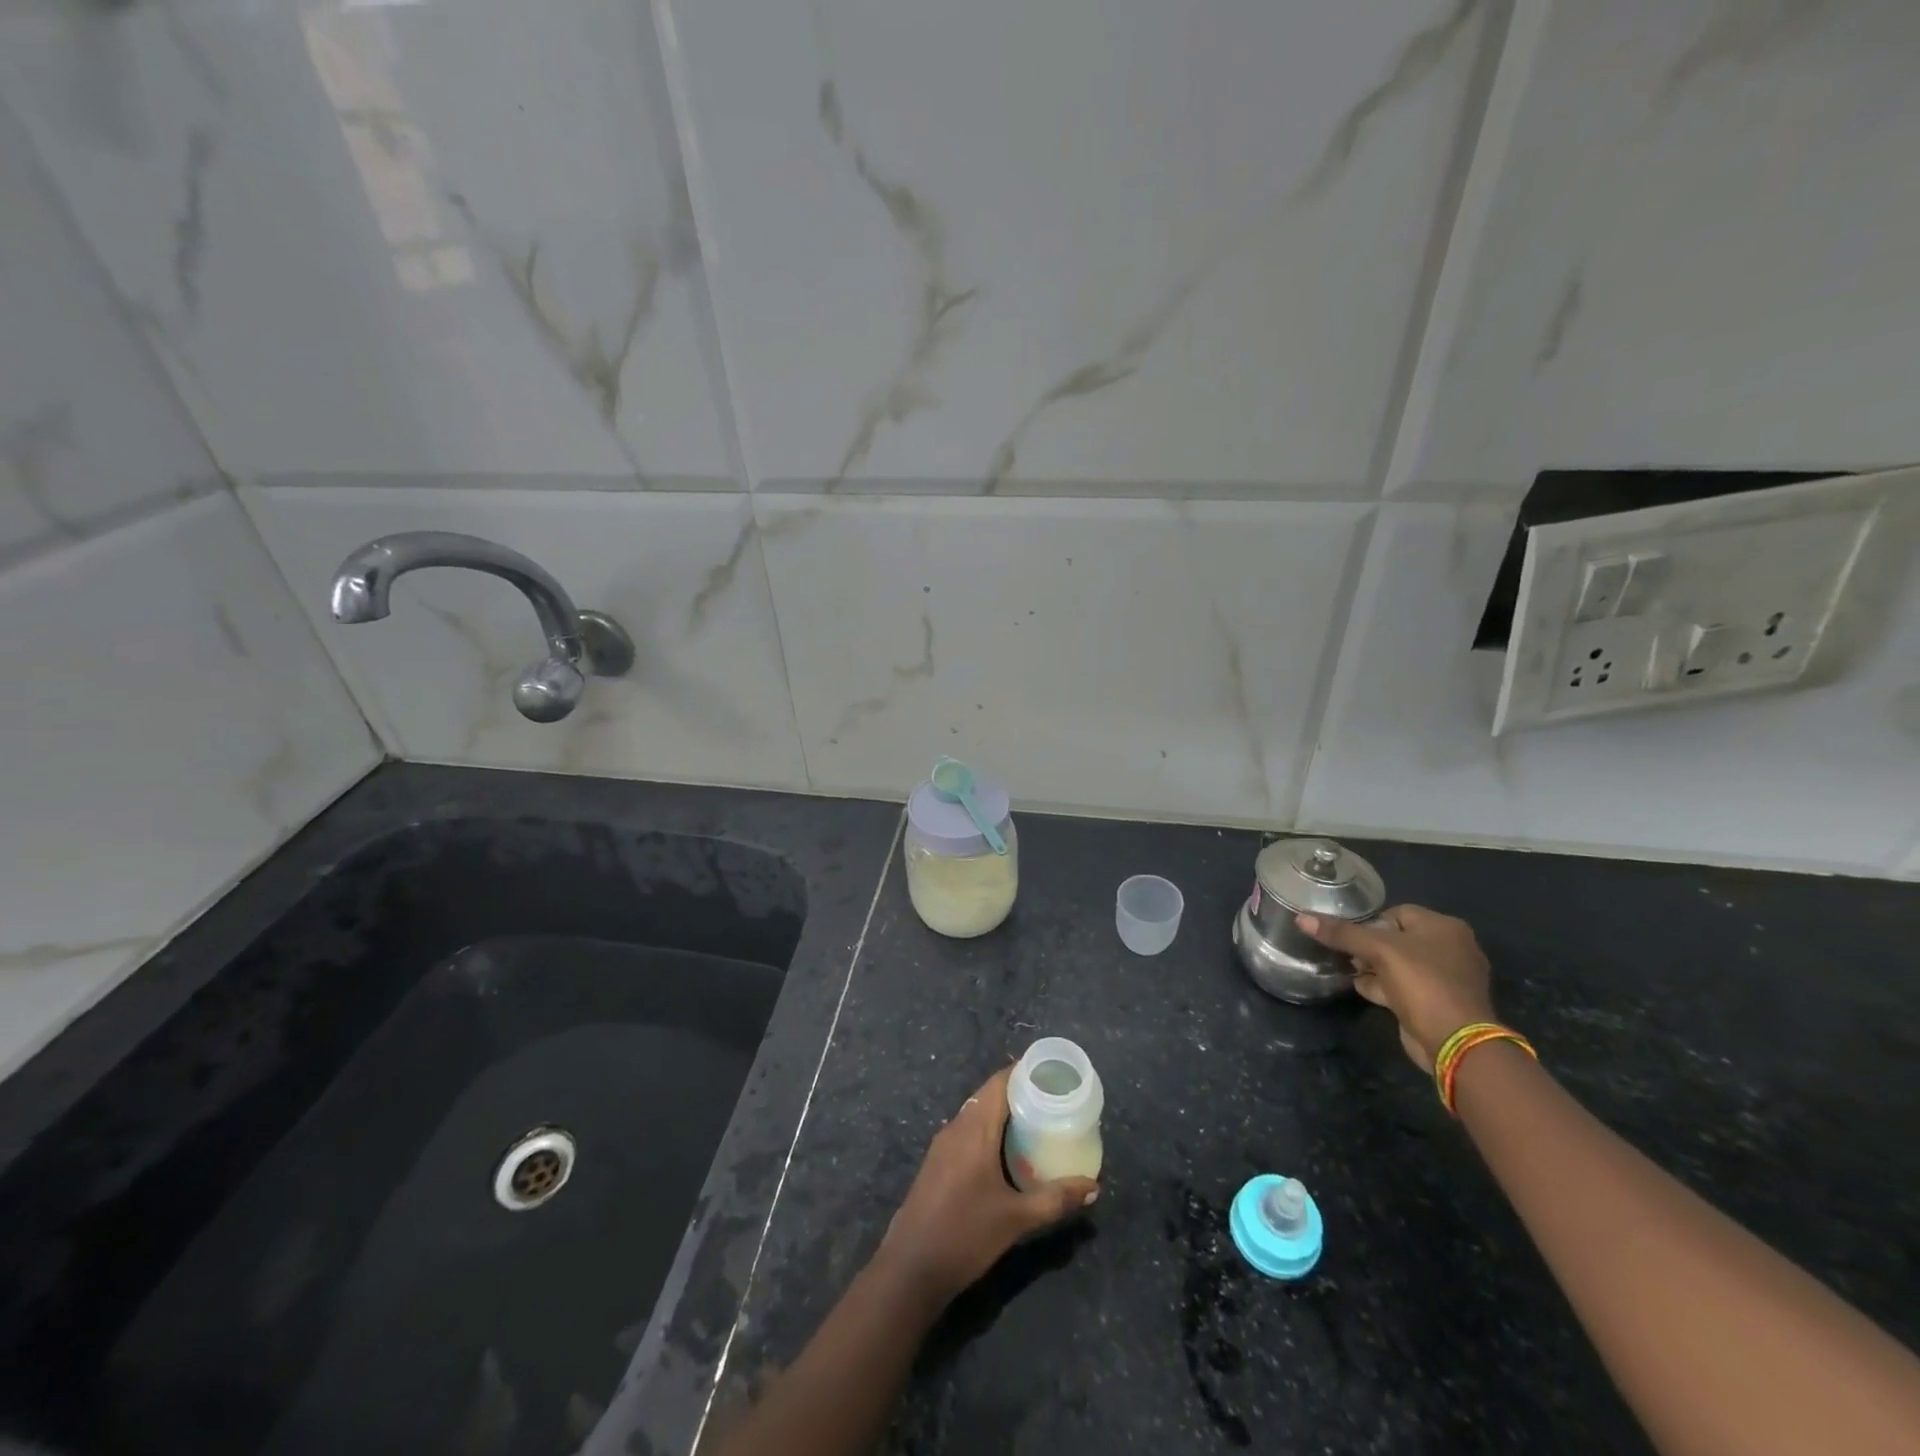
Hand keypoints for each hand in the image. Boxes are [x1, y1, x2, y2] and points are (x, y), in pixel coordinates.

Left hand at [875, 1067, 1098, 1307]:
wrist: (910, 1268)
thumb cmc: (966, 1234)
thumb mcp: (1017, 1219)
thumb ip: (1056, 1200)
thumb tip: (1093, 1186)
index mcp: (975, 1128)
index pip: (1000, 1082)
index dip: (1024, 1072)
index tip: (1052, 1073)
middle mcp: (956, 1126)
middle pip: (989, 1094)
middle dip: (1019, 1093)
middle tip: (1052, 1100)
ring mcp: (943, 1144)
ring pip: (977, 1113)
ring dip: (1003, 1113)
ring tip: (1036, 1122)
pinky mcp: (937, 1162)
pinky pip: (967, 1131)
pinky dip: (989, 1130)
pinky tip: (1006, 1152)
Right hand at [1297, 904, 1494, 1069]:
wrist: (1454, 1041)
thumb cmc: (1422, 983)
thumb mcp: (1378, 951)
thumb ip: (1341, 933)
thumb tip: (1301, 918)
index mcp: (1445, 927)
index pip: (1397, 913)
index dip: (1370, 922)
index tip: (1350, 937)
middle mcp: (1452, 948)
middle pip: (1397, 938)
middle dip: (1369, 947)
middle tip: (1348, 956)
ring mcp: (1448, 978)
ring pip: (1400, 964)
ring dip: (1375, 968)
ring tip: (1351, 972)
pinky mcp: (1439, 1002)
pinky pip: (1406, 986)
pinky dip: (1385, 986)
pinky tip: (1364, 990)